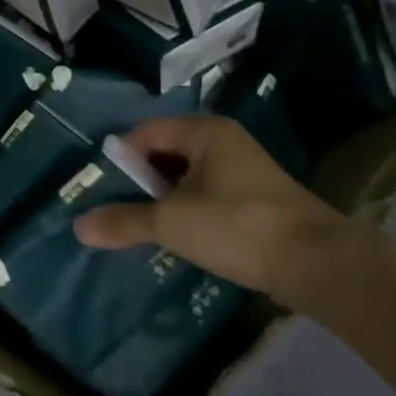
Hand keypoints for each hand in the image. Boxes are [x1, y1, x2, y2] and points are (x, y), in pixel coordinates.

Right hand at [74, 115, 347, 296]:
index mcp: (204, 132)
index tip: (101, 189)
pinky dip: (187, 211)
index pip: (145, 133)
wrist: (317, 262)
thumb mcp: (171, 223)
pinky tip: (179, 238)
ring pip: (185, 177)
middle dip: (139, 181)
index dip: (120, 158)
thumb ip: (123, 221)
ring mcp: (242, 171)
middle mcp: (224, 142)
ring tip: (142, 227)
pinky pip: (206, 195)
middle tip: (117, 210)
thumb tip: (78, 226)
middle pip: (164, 153)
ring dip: (162, 200)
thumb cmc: (237, 226)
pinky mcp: (254, 199)